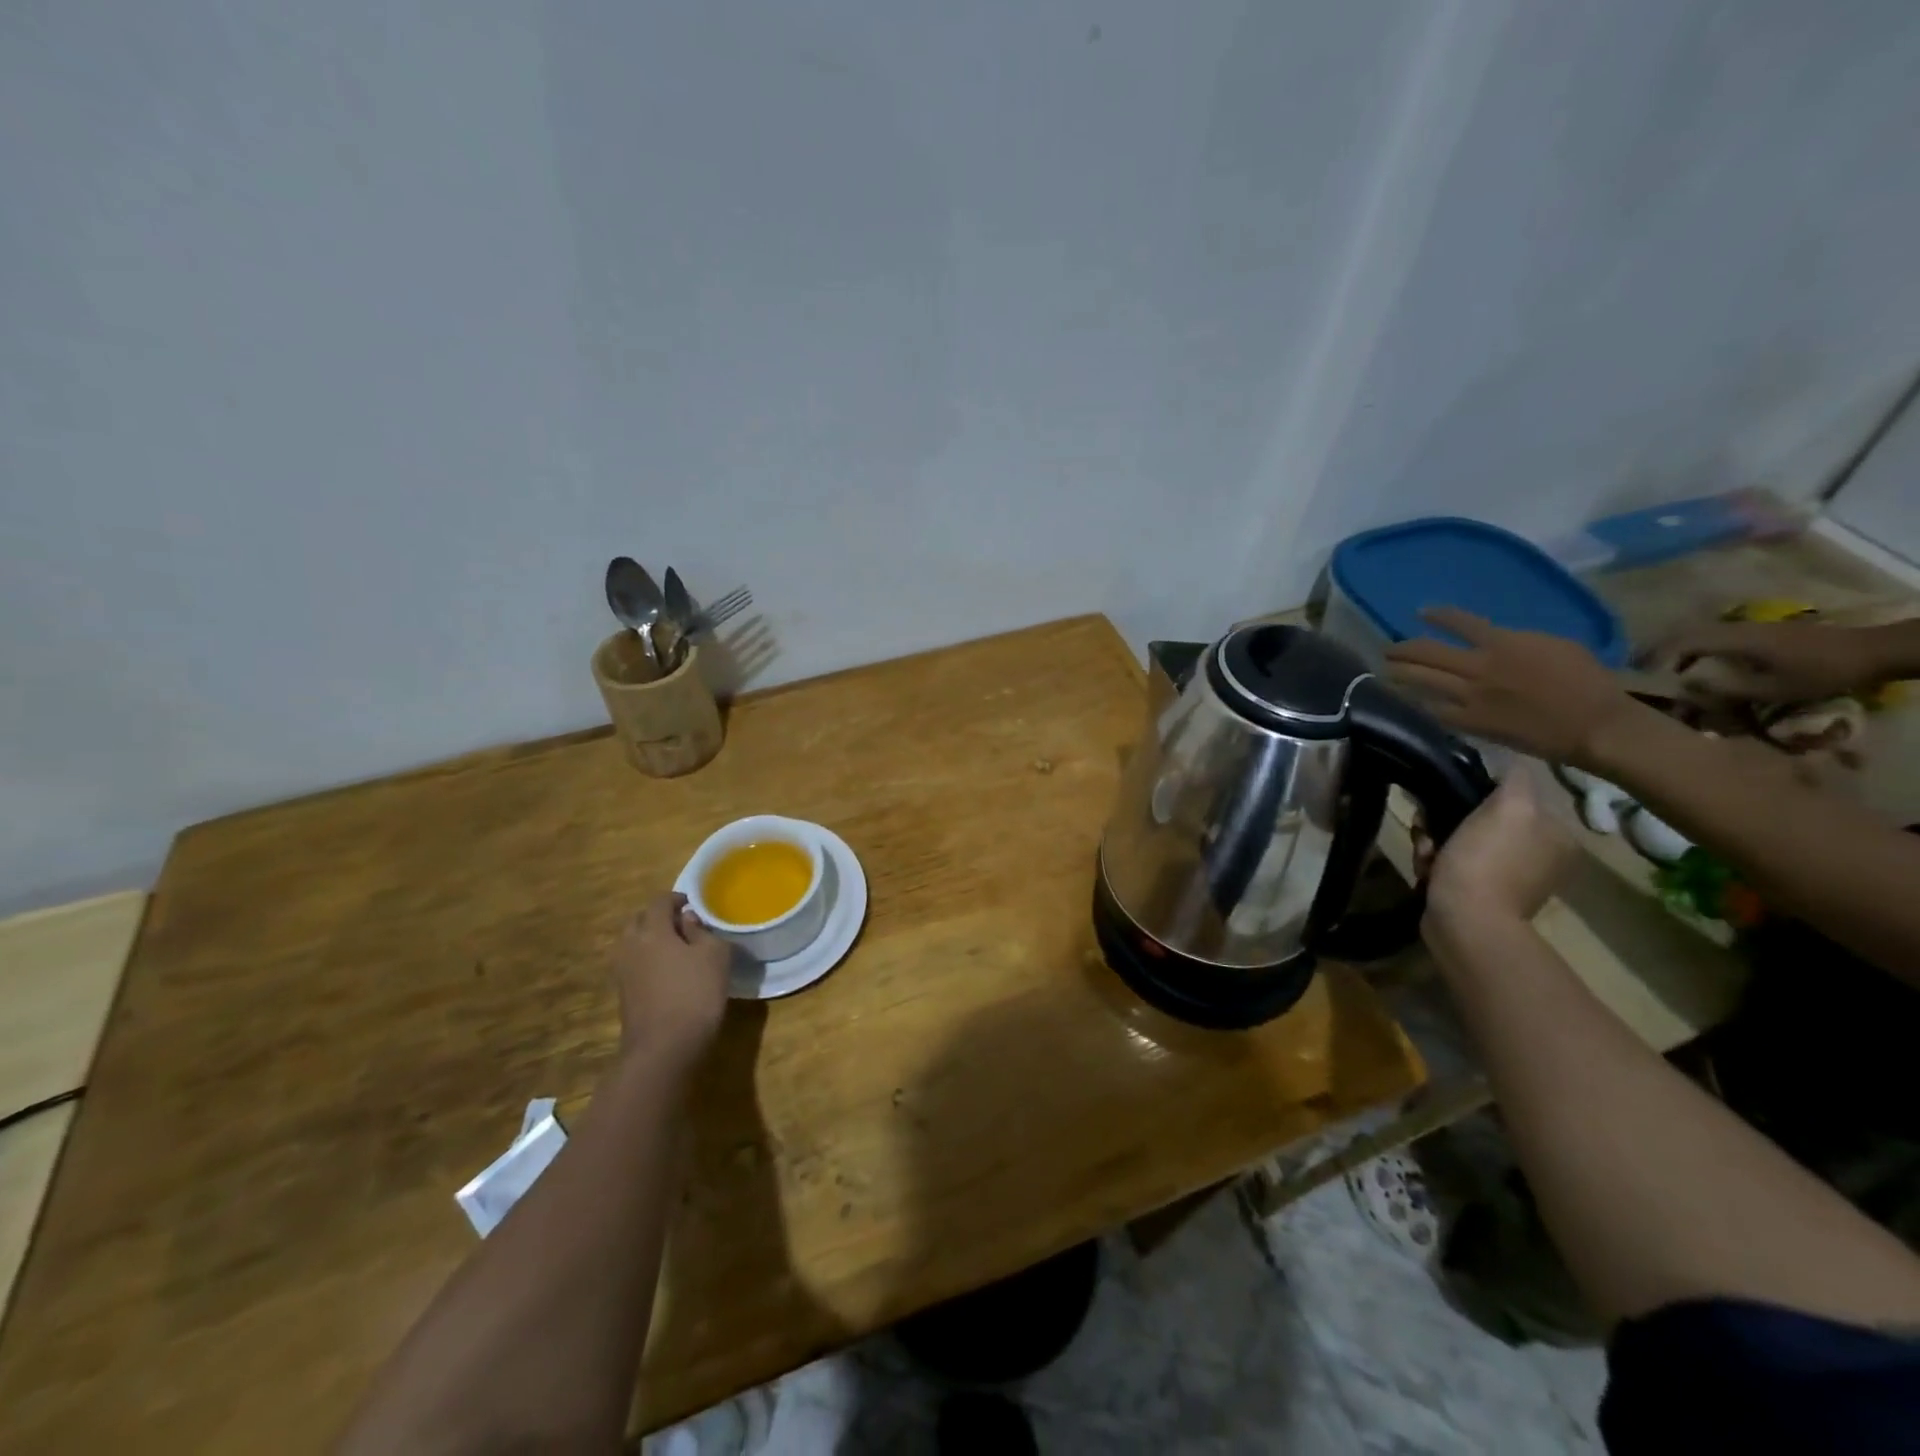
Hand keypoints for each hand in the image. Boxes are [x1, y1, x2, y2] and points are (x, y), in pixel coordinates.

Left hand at [611, 893, 730, 1070]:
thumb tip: (688, 920)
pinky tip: (667, 972)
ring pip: (633, 942)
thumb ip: (702, 932)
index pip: (659, 901)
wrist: (663, 1048)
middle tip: (682, 924)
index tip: (692, 903)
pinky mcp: (623, 993)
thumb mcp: (715, 956)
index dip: (676, 898)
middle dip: (658, 917)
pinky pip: (633, 963)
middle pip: (640, 920)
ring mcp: (623, 971)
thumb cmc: (695, 994)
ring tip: (676, 948)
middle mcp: (631, 945)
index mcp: (652, 930)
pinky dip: (647, 959)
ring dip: (651, 939)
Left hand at [1383, 608, 1635, 765]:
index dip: (1437, 616)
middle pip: (1427, 653)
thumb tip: (1492, 640)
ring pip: (1421, 681)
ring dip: (1399, 674)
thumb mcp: (1554, 645)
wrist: (1593, 724)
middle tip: (1387, 650)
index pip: (1460, 622)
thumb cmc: (1586, 680)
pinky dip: (1419, 704)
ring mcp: (1470, 696)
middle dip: (1402, 649)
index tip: (1420, 613)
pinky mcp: (1470, 722)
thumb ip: (1516, 641)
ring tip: (1385, 671)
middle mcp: (1479, 667)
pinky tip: (1407, 701)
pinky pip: (1434, 711)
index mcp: (1503, 643)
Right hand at [1423, 771, 1573, 941]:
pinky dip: (1436, 864)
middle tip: (1430, 830)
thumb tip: (1512, 764)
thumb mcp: (1510, 807)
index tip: (1449, 800)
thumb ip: (1516, 779)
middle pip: (1482, 819)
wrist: (1464, 921)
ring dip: (1435, 842)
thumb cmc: (1485, 861)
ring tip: (1426, 854)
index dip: (1474, 794)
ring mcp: (1510, 879)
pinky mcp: (1481, 895)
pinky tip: (1427, 870)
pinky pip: (1453, 865)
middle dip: (1449, 821)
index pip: (1512, 797)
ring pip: (1461, 841)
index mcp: (1558, 836)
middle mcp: (1540, 857)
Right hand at [1651, 619, 1888, 705]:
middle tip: (1642, 675)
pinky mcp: (1759, 632)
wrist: (1872, 651)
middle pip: (1684, 634)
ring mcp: (1749, 627)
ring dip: (1677, 651)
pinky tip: (1698, 665)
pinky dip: (1696, 650)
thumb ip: (1725, 689)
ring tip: (1665, 672)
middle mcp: (1737, 627)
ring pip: (1699, 634)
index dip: (1657, 658)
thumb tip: (1683, 687)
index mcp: (1736, 639)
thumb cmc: (1821, 673)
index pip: (1681, 642)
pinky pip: (1715, 637)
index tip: (1642, 677)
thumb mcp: (1773, 689)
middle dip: (1659, 653)